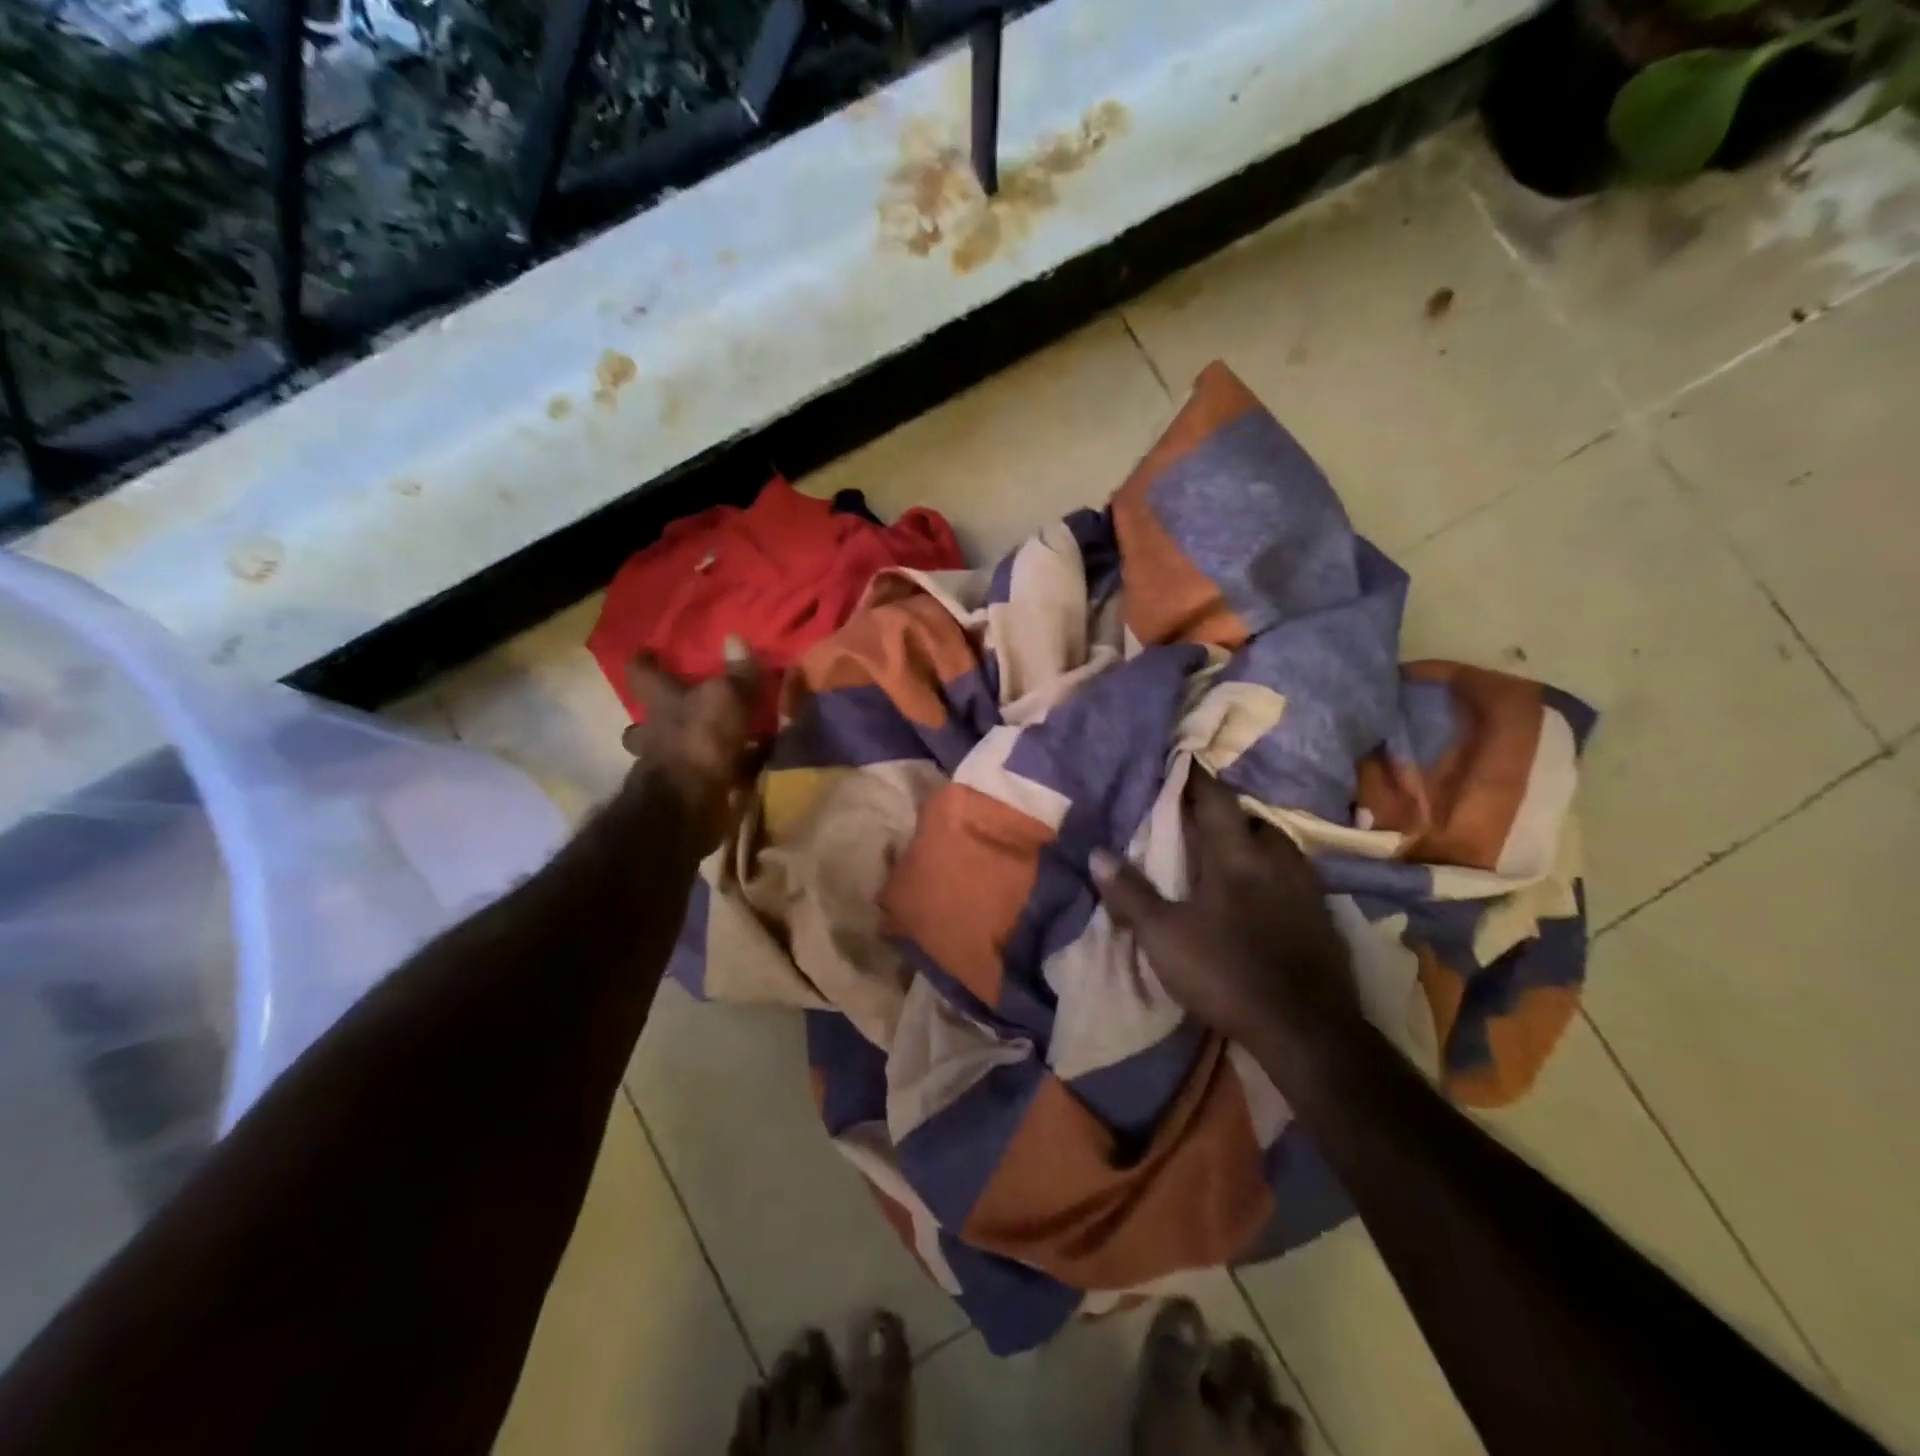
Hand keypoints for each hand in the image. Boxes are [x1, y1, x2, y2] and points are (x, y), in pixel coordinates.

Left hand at [619, 637, 761, 854]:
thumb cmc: (701, 741)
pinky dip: (720, 772)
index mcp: (660, 703)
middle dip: (655, 717)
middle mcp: (656, 734)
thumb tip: (735, 637)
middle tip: (677, 708)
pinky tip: (742, 769)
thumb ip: (737, 672)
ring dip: (686, 747)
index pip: (642, 674)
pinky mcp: (688, 792)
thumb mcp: (727, 699)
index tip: (646, 652)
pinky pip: (703, 775)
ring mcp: (668, 766)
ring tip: (713, 741)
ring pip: (669, 751)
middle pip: (644, 722)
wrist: (690, 806)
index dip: (644, 661)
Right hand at [1091, 769, 1360, 1057]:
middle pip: (1254, 821)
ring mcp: (1305, 890)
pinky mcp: (1322, 920)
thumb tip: (1097, 853)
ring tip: (1233, 850)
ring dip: (1255, 841)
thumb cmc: (1226, 972)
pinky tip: (1264, 893)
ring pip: (1280, 848)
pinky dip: (1275, 873)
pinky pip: (1296, 878)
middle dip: (1228, 813)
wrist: (1304, 1029)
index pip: (1216, 802)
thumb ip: (1131, 894)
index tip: (1184, 762)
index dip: (1198, 780)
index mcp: (1235, 857)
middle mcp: (1275, 862)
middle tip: (1203, 817)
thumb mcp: (1164, 936)